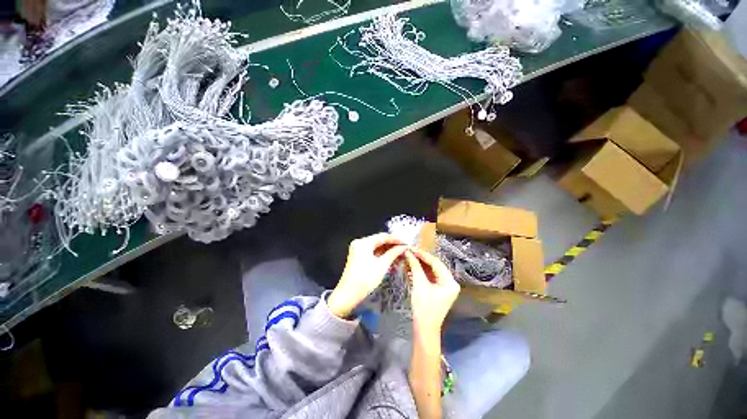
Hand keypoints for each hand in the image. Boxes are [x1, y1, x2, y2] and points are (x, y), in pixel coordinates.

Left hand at [328, 233, 406, 318]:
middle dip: (392, 244)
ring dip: (387, 249)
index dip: (396, 239)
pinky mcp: (358, 256)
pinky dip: (381, 254)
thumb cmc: (366, 278)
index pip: (383, 236)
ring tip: (400, 253)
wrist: (348, 294)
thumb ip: (393, 253)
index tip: (406, 243)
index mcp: (364, 242)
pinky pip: (372, 251)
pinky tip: (390, 257)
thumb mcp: (382, 265)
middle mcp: (360, 243)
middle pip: (379, 240)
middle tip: (404, 248)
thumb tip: (403, 247)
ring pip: (376, 246)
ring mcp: (358, 249)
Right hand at [405, 248, 459, 335]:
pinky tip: (412, 267)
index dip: (423, 255)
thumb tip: (408, 253)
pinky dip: (421, 272)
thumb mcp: (419, 285)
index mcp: (450, 282)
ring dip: (420, 265)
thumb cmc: (424, 308)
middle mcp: (450, 282)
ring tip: (409, 258)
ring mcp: (445, 286)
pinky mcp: (438, 290)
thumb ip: (415, 267)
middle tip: (410, 252)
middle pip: (435, 266)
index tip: (412, 249)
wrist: (424, 329)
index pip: (436, 263)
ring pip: (431, 271)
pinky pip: (430, 277)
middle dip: (421, 259)